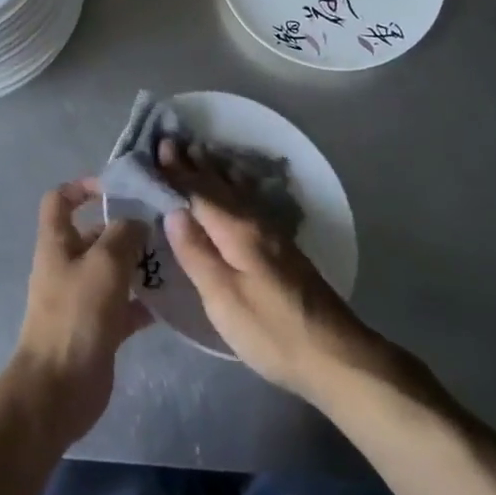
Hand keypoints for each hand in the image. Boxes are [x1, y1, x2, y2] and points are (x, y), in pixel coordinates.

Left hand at [7, 179, 152, 448]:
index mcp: (57, 243)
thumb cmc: (77, 316)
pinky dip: (144, 301)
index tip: (118, 188)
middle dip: (127, 228)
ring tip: (175, 259)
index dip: (84, 187)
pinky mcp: (98, 328)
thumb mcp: (104, 263)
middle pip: (96, 234)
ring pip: (114, 270)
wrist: (58, 389)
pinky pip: (124, 305)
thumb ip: (124, 233)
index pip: (60, 200)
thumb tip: (137, 221)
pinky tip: (171, 300)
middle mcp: (67, 266)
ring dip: (140, 264)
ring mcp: (82, 298)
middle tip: (165, 226)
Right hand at [158, 140, 384, 400]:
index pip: (200, 193)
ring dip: (216, 171)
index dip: (178, 172)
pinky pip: (250, 201)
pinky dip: (236, 186)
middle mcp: (255, 223)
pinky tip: (239, 187)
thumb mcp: (223, 298)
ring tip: (202, 152)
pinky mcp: (283, 249)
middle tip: (174, 141)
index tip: (160, 146)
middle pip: (219, 187)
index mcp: (237, 232)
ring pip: (237, 191)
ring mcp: (273, 234)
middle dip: (195, 165)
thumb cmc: (270, 330)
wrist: (335, 354)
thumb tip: (173, 211)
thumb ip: (197, 253)